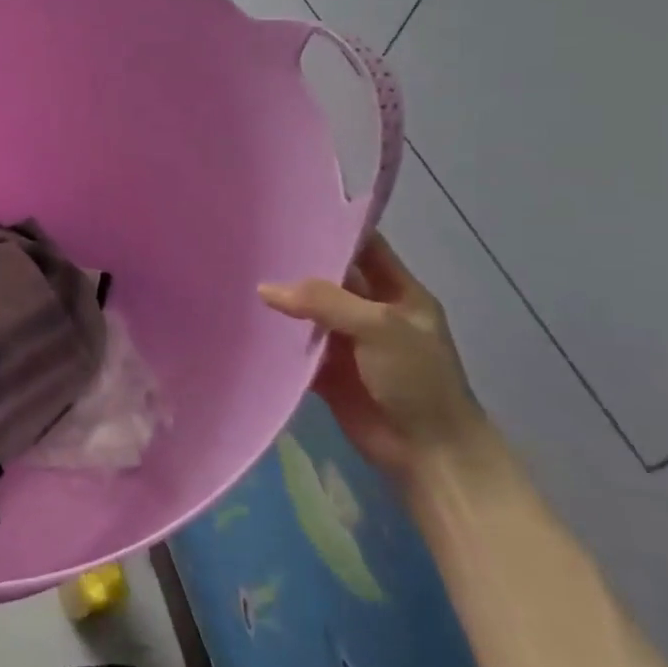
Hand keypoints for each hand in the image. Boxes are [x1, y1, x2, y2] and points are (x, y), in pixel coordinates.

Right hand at [260, 233, 485, 487]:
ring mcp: (350, 343)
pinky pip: (298, 348)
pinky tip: (247, 323)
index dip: (335, 230)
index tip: (292, 214)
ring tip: (239, 277)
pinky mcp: (329, 372)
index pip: (365, 248)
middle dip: (299, 265)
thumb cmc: (417, 379)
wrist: (428, 452)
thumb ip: (324, 302)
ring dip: (284, 302)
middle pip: (331, 279)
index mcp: (399, 293)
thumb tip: (265, 289)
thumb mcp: (379, 327)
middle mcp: (372, 313)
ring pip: (310, 313)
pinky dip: (278, 339)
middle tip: (254, 244)